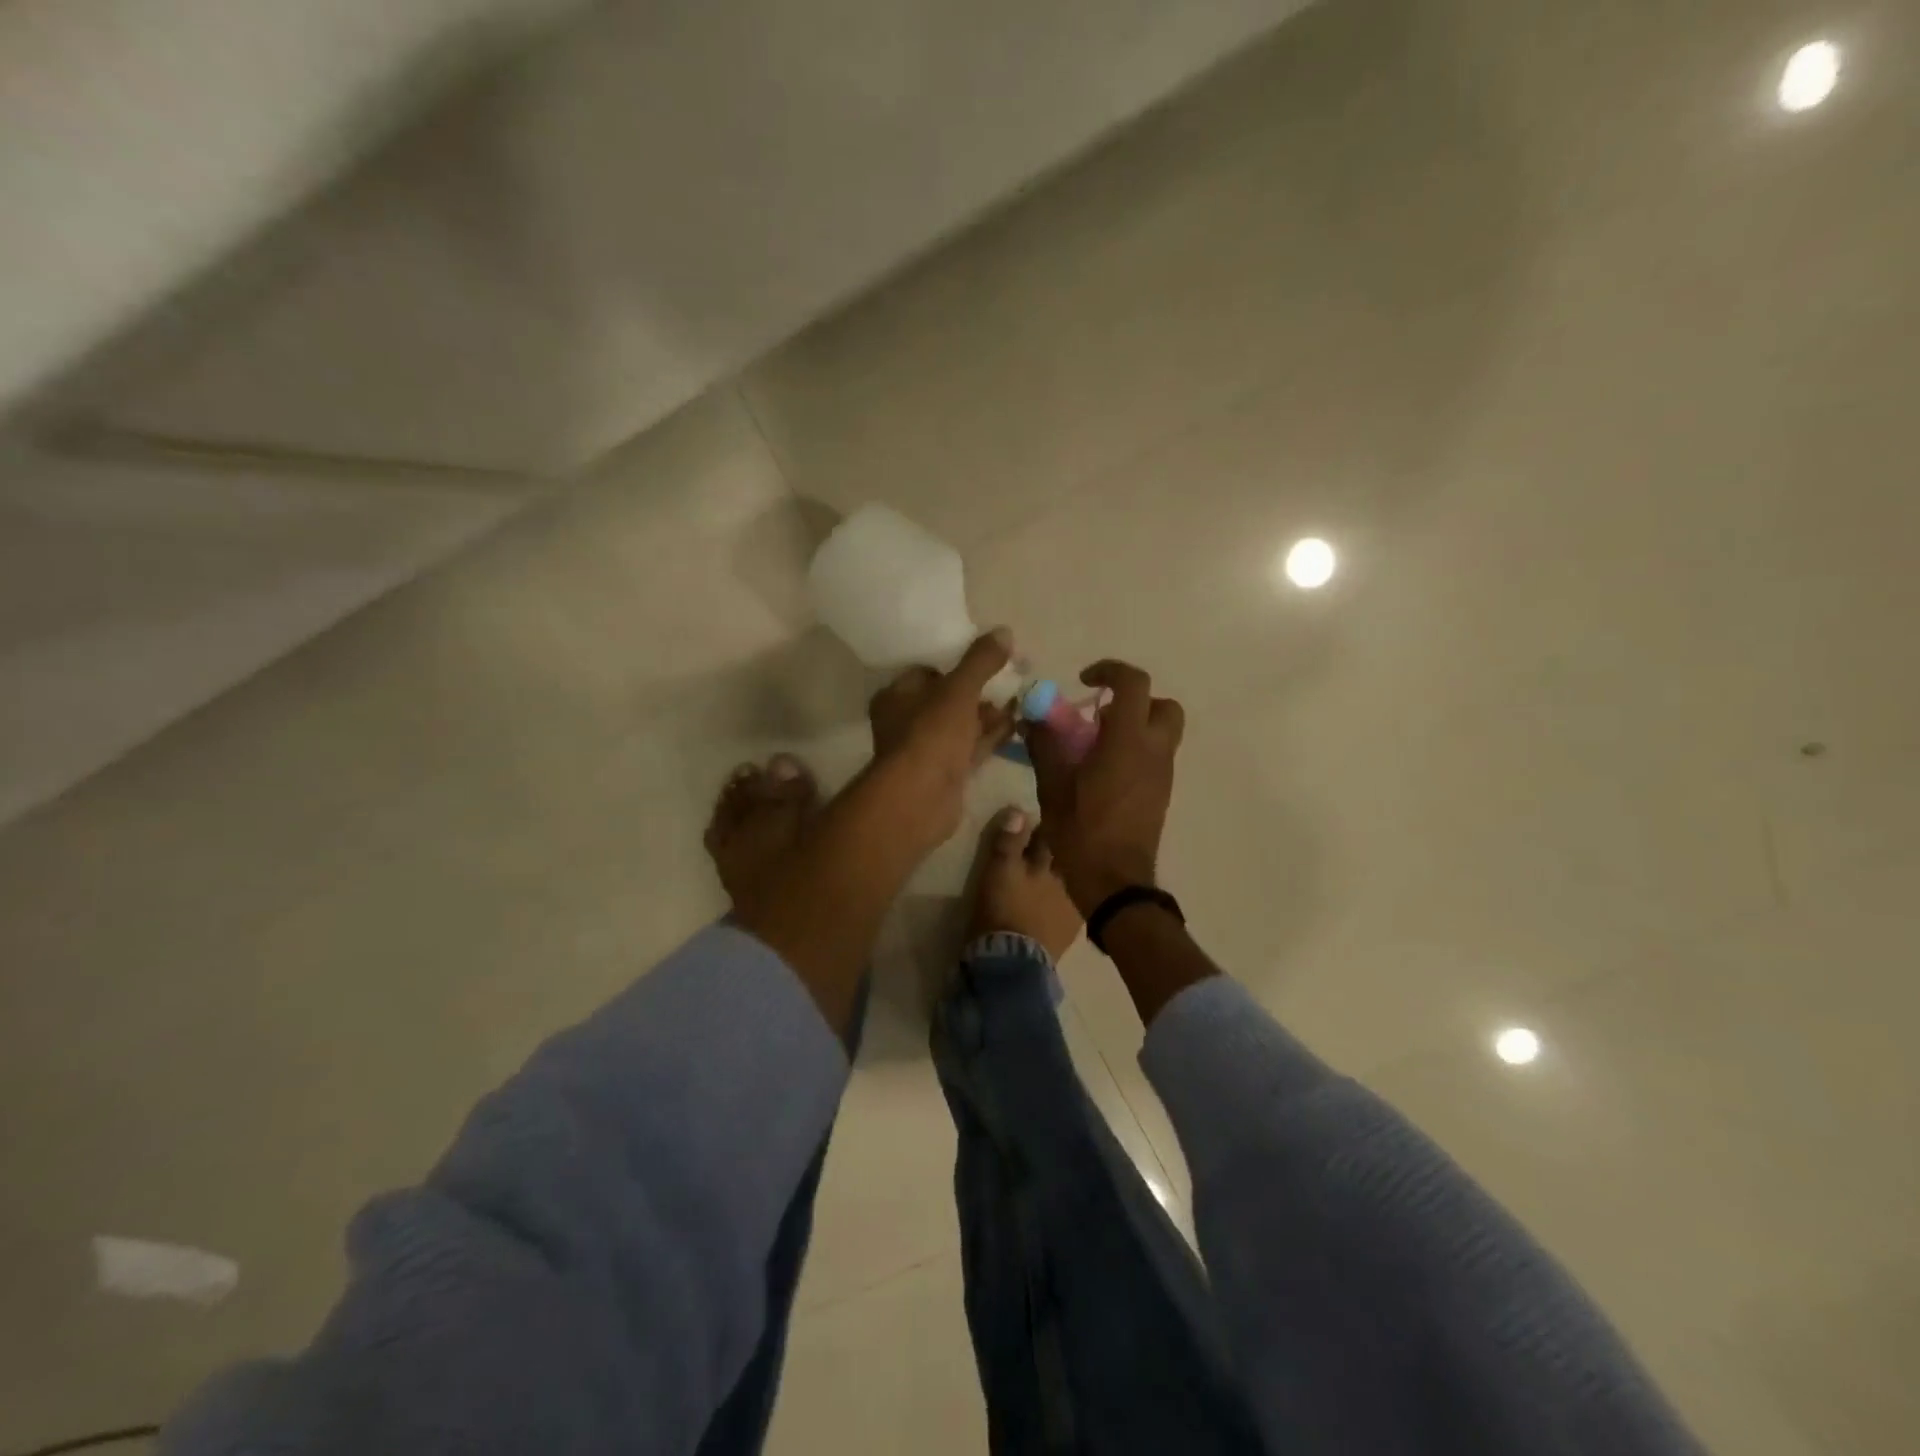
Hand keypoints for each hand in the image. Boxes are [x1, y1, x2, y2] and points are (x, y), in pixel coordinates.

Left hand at [861, 629, 1017, 852]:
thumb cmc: (931, 735)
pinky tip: (1017, 727)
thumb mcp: (958, 690)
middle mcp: (906, 721)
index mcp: (897, 696)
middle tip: (1012, 681)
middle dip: (979, 692)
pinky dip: (990, 738)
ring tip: (1021, 702)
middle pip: (947, 699)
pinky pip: (970, 749)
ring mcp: (926, 750)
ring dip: (988, 716)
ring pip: (961, 725)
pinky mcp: (945, 774)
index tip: (988, 659)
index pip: (927, 671)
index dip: (957, 664)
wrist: (921, 799)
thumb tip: (1004, 631)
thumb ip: (980, 661)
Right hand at [1025, 659, 1183, 916]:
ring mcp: (1163, 774)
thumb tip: (1033, 717)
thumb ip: (1045, 745)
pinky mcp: (1162, 793)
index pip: (1134, 684)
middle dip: (1134, 700)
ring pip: (1162, 732)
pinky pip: (1156, 756)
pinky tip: (1104, 772)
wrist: (1115, 882)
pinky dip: (1136, 749)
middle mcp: (1155, 751)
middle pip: (1163, 705)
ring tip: (1096, 745)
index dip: (1110, 671)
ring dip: (1135, 726)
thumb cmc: (1082, 832)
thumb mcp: (1053, 786)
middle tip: (1101, 713)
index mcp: (1128, 741)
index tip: (1084, 680)